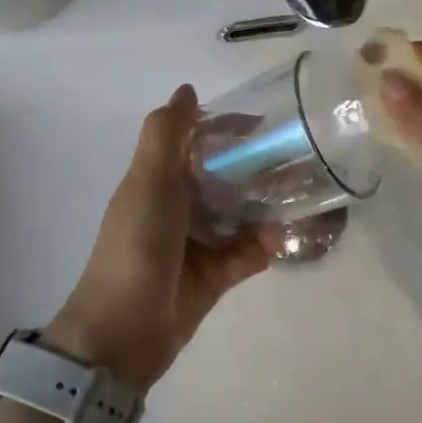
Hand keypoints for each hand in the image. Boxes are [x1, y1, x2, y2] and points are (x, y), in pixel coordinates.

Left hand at [48, 85, 281, 391]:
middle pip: (224, 177)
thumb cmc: (136, 246)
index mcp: (158, 180)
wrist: (122, 333)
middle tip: (299, 160)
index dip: (226, 128)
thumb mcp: (148, 182)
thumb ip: (166, 134)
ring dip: (266, 207)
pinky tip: (277, 241)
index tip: (263, 123)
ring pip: (239, 215)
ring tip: (300, 198)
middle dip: (258, 168)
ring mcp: (197, 243)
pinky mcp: (213, 276)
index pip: (197, 141)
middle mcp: (178, 207)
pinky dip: (261, 247)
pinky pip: (245, 253)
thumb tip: (187, 89)